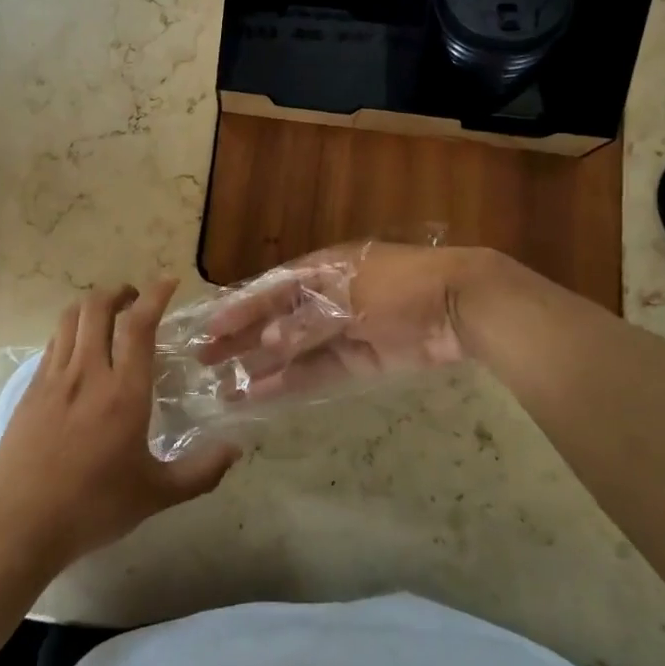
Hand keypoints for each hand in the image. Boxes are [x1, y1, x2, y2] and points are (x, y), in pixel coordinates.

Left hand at [0, 280, 240, 572]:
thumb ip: (200, 472)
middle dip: (119, 292)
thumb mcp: (156, 495)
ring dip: (92, 305)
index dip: (155, 295)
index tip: (169, 282)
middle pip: (97, 306)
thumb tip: (235, 449)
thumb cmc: (94, 508)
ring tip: (107, 315)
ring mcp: (54, 378)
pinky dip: (71, 330)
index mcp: (124, 392)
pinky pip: (53, 342)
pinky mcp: (30, 390)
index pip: (139, 325)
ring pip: (71, 318)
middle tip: (135, 300)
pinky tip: (79, 349)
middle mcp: (88, 373)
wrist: (21, 524)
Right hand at [195, 243, 506, 395]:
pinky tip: (262, 395)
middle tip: (204, 361)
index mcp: (320, 270)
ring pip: (292, 351)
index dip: (240, 309)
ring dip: (261, 367)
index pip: (270, 290)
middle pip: (275, 320)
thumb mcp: (349, 296)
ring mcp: (342, 331)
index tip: (210, 328)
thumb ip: (307, 321)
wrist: (460, 306)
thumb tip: (269, 345)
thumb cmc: (399, 286)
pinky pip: (317, 372)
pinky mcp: (359, 361)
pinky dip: (291, 383)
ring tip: (225, 388)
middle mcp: (325, 298)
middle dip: (242, 340)